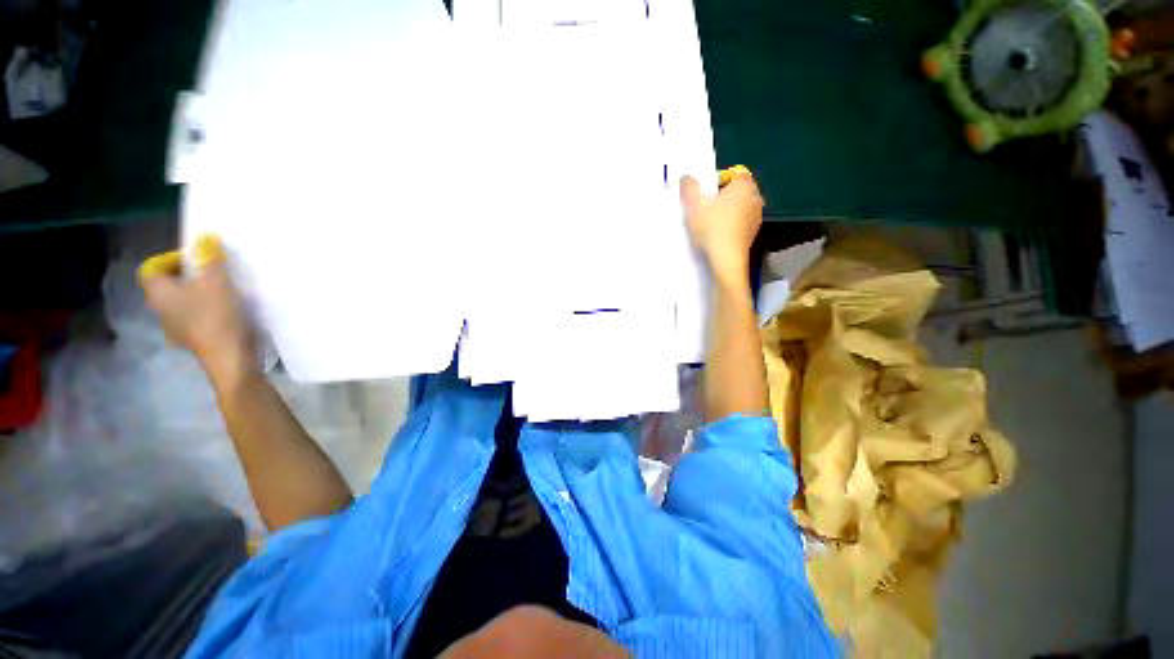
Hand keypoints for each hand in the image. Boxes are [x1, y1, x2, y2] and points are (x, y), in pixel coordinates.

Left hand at [138, 234, 256, 384]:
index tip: (198, 260)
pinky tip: (224, 313)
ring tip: (223, 293)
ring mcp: (175, 328)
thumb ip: (210, 259)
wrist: (230, 358)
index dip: (172, 259)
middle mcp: (160, 310)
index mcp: (158, 293)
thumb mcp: (217, 282)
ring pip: (180, 302)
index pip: (152, 267)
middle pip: (167, 285)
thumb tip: (205, 237)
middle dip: (188, 276)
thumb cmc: (216, 317)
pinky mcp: (192, 340)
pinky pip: (193, 318)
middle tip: (213, 274)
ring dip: (197, 294)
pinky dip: (205, 311)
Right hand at [680, 166, 763, 284]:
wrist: (727, 258)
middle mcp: (755, 197)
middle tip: (704, 207)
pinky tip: (718, 234)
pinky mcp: (753, 232)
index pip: (733, 173)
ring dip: (726, 211)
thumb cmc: (712, 227)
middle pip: (736, 191)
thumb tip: (687, 177)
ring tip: (709, 222)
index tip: (704, 193)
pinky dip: (731, 224)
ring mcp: (757, 215)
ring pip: (739, 206)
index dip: (717, 180)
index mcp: (744, 185)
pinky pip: (740, 221)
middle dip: (722, 196)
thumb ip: (689, 188)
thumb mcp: (694, 206)